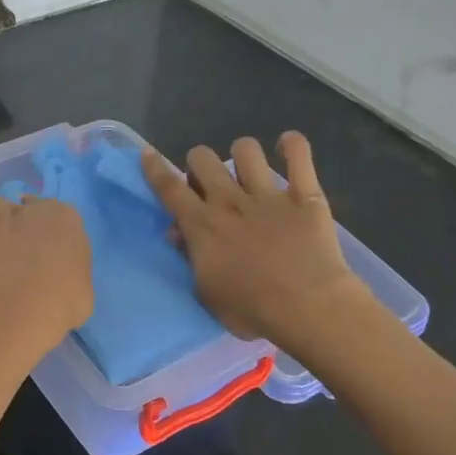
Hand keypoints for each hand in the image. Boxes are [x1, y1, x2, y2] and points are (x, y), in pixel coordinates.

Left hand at [0, 162, 92, 359]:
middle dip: (2, 207)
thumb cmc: (60, 306)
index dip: (39, 226)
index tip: (36, 250)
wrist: (16, 312)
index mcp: (60, 219)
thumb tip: (57, 279)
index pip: (49, 210)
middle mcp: (19, 209)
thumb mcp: (81, 291)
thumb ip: (66, 275)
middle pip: (7, 194)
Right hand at [141, 131, 362, 342]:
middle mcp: (230, 201)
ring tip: (247, 168)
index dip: (156, 169)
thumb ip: (191, 259)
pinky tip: (287, 145)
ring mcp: (268, 194)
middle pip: (203, 159)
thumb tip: (180, 235)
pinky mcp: (304, 194)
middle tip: (207, 183)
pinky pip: (299, 155)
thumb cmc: (252, 309)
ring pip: (246, 150)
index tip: (148, 154)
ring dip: (242, 154)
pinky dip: (292, 145)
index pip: (170, 188)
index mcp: (202, 225)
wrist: (307, 306)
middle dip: (199, 163)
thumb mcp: (207, 294)